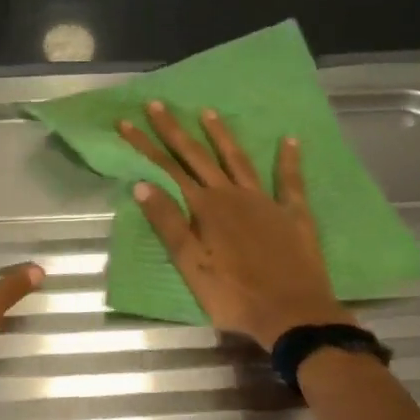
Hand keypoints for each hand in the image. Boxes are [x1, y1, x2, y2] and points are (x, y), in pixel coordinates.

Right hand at [119, 101, 351, 350]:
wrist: (292, 315)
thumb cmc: (233, 295)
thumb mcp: (190, 265)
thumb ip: (168, 223)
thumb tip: (142, 184)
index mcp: (205, 208)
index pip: (167, 169)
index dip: (145, 145)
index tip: (125, 122)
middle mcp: (233, 196)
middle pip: (198, 157)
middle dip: (175, 131)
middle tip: (158, 104)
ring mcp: (265, 202)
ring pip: (239, 160)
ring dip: (222, 136)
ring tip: (208, 111)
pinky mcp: (294, 214)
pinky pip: (290, 181)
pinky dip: (288, 159)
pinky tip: (290, 139)